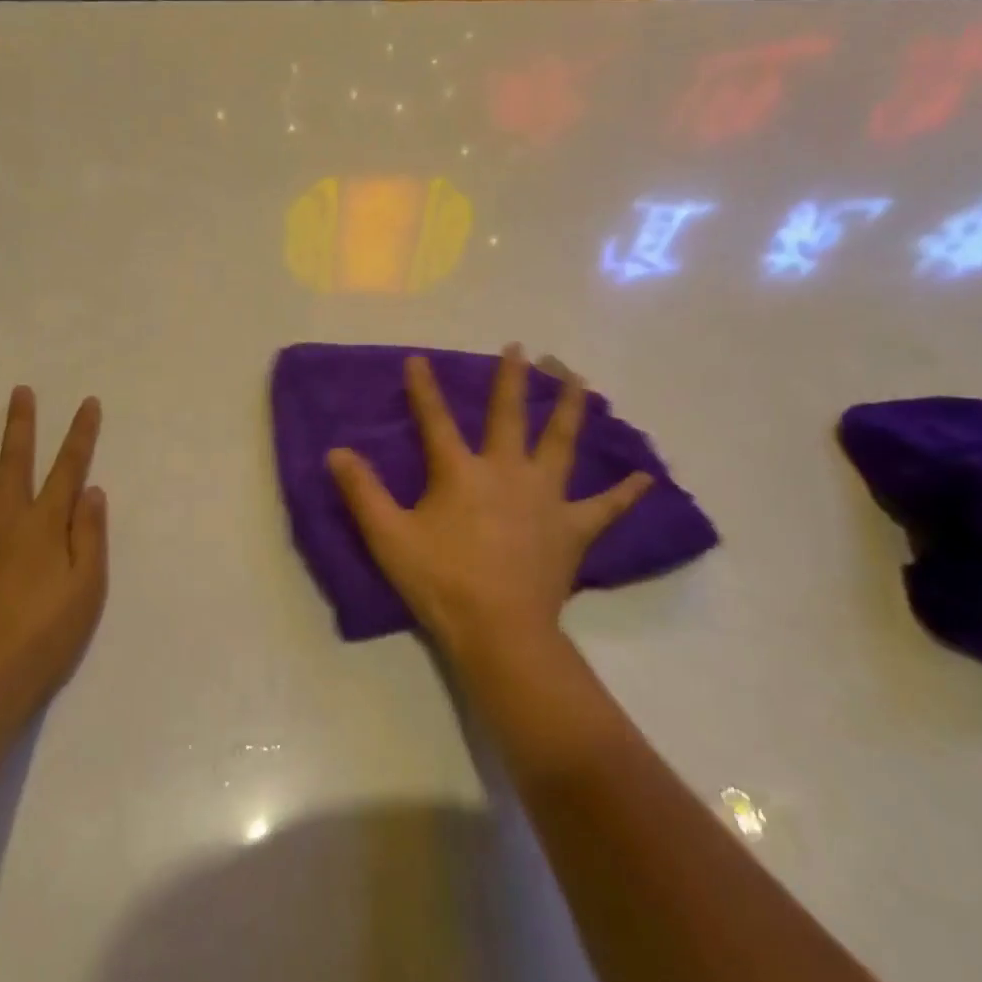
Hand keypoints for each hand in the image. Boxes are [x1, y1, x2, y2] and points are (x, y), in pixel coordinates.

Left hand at [0, 388, 107, 727]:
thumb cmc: (43, 639)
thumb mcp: (86, 589)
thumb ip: (89, 536)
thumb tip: (91, 489)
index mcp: (44, 525)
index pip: (68, 468)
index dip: (80, 434)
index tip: (87, 403)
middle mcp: (3, 520)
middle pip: (14, 461)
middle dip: (21, 424)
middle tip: (20, 392)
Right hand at [327, 345, 651, 660]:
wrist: (500, 632)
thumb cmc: (441, 582)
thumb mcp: (388, 537)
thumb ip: (362, 492)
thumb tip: (336, 452)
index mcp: (461, 472)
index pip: (436, 420)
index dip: (424, 388)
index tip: (418, 359)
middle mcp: (507, 471)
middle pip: (510, 414)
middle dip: (513, 379)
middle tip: (521, 348)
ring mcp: (545, 498)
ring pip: (561, 442)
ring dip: (570, 406)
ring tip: (578, 377)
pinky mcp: (572, 528)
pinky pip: (604, 507)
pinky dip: (624, 492)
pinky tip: (644, 478)